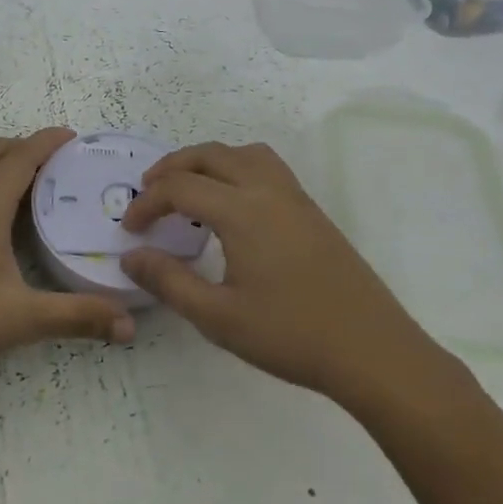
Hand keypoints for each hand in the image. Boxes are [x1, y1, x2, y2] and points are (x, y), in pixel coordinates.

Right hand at [120, 141, 446, 403]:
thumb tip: (131, 256)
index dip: (147, 203)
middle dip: (172, 167)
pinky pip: (266, 167)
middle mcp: (267, 190)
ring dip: (208, 161)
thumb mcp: (217, 317)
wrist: (372, 350)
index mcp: (242, 211)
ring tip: (189, 189)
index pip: (180, 187)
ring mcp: (295, 197)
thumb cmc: (290, 335)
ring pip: (243, 153)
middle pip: (210, 154)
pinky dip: (236, 168)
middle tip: (148, 193)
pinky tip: (233, 206)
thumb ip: (169, 281)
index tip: (130, 230)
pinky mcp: (312, 211)